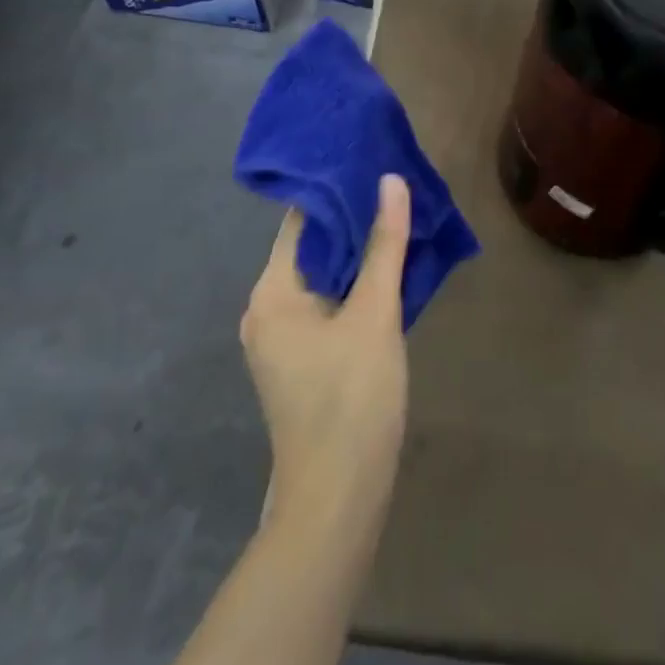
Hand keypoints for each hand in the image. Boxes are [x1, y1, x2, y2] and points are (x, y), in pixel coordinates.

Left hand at [241, 176, 410, 526]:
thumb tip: (391, 181)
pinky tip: (388, 274)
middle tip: (397, 191)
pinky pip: (325, 306)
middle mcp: (265, 309)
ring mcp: (279, 339)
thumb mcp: (375, 315)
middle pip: (311, 249)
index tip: (375, 165)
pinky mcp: (298, 361)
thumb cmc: (352, 399)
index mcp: (271, 292)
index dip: (339, 192)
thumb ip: (384, 245)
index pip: (302, 222)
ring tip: (400, 222)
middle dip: (354, 222)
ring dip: (357, 255)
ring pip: (322, 279)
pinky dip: (353, 287)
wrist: (337, 499)